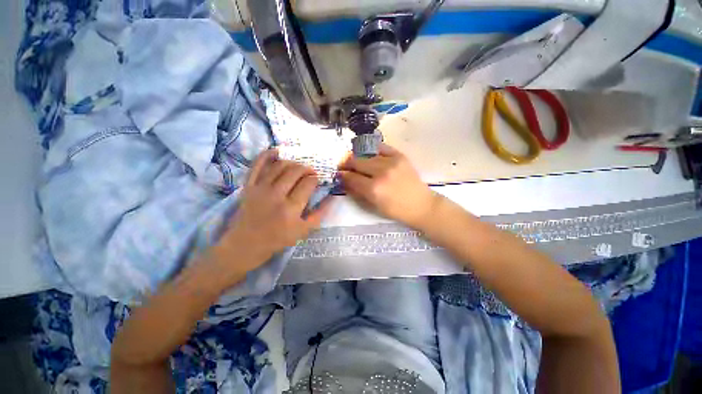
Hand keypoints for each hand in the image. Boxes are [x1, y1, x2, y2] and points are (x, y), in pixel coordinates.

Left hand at [214, 150, 329, 274]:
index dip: (315, 178)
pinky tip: (277, 151)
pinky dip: (266, 155)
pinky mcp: (249, 186)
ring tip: (298, 166)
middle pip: (295, 171)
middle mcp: (276, 194)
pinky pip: (257, 165)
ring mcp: (261, 188)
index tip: (317, 180)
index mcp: (291, 208)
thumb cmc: (278, 239)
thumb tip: (332, 198)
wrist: (246, 244)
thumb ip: (319, 214)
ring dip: (293, 162)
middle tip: (310, 172)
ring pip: (280, 166)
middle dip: (307, 168)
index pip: (308, 183)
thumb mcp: (304, 231)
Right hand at [339, 143, 439, 228]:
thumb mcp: (373, 206)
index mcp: (374, 189)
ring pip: (366, 154)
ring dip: (359, 158)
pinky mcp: (400, 156)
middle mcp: (381, 172)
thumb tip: (344, 180)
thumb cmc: (396, 210)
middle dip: (347, 164)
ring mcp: (391, 162)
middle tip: (344, 166)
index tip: (339, 174)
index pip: (351, 177)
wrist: (421, 204)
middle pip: (356, 161)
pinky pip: (381, 147)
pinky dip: (372, 149)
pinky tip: (369, 154)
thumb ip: (357, 192)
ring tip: (357, 161)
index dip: (342, 175)